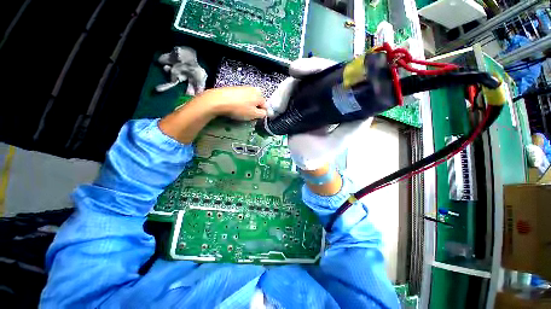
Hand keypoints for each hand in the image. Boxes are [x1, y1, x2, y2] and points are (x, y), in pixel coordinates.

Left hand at [160, 86, 266, 143]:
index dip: (261, 114)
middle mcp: (254, 89)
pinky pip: (242, 98)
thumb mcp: (253, 114)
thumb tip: (265, 112)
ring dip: (248, 106)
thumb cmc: (239, 109)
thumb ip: (263, 114)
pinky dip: (241, 103)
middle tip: (248, 115)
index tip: (255, 118)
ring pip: (250, 100)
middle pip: (258, 102)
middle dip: (255, 109)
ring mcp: (244, 87)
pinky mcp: (235, 88)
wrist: (219, 100)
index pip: (265, 106)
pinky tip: (235, 106)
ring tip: (240, 111)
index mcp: (260, 95)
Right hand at [268, 58, 372, 170]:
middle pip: (306, 78)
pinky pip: (283, 98)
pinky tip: (271, 114)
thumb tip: (364, 107)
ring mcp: (306, 100)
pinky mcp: (294, 106)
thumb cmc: (319, 154)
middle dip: (290, 85)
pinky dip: (274, 103)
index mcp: (336, 102)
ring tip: (273, 113)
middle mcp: (322, 97)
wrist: (303, 160)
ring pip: (291, 86)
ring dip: (279, 97)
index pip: (330, 75)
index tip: (297, 71)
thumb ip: (350, 128)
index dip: (315, 67)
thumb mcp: (336, 142)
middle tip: (278, 102)